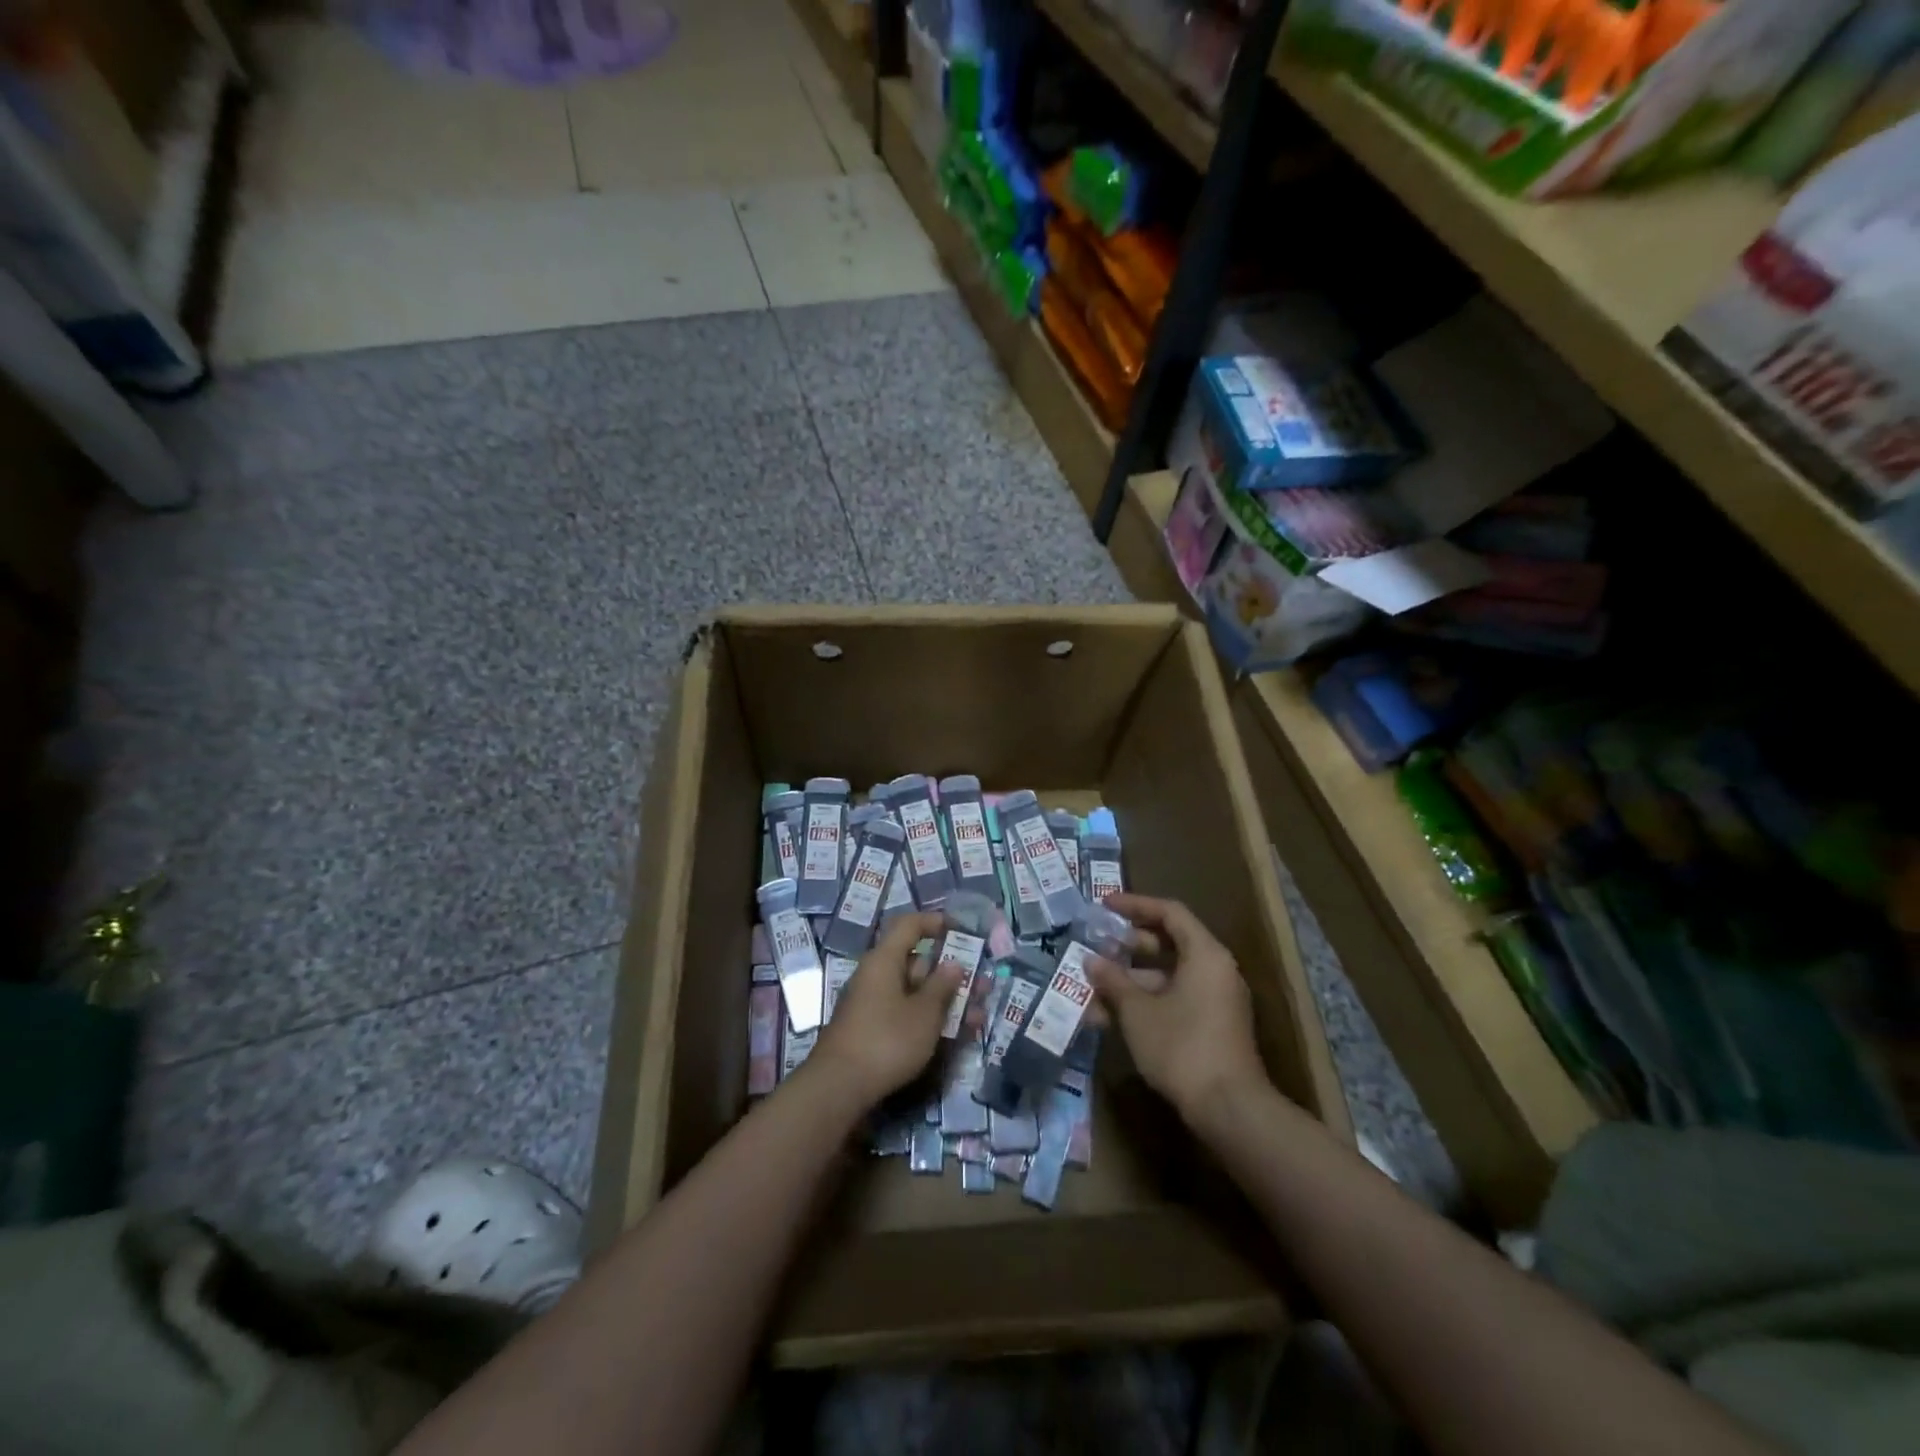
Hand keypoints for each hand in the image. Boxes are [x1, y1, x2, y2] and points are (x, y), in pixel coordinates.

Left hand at [808, 911, 963, 1109]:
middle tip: (982, 983)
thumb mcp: (923, 1013)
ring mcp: (874, 1004)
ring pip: (916, 992)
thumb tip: (953, 963)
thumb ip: (942, 986)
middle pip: (917, 962)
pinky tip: (957, 1033)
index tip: (962, 929)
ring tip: (979, 1014)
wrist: (839, 1087)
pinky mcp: (874, 1029)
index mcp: (884, 960)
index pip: (909, 926)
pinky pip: (907, 1013)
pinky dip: (931, 1018)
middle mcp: (876, 976)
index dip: (935, 922)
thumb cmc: (886, 1040)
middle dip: (951, 972)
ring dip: (947, 1000)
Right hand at [1087, 893, 1270, 1122]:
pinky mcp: (1212, 1026)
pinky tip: (1111, 1017)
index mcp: (1205, 954)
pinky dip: (1146, 1001)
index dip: (1135, 904)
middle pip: (1170, 942)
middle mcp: (1215, 970)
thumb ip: (1113, 981)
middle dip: (1129, 944)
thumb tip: (1091, 961)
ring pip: (1168, 976)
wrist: (1229, 1109)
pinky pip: (1175, 999)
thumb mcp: (1138, 1011)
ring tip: (1094, 988)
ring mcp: (1216, 1000)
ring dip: (1131, 980)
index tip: (1104, 905)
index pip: (1169, 912)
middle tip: (1097, 945)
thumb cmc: (1181, 1046)